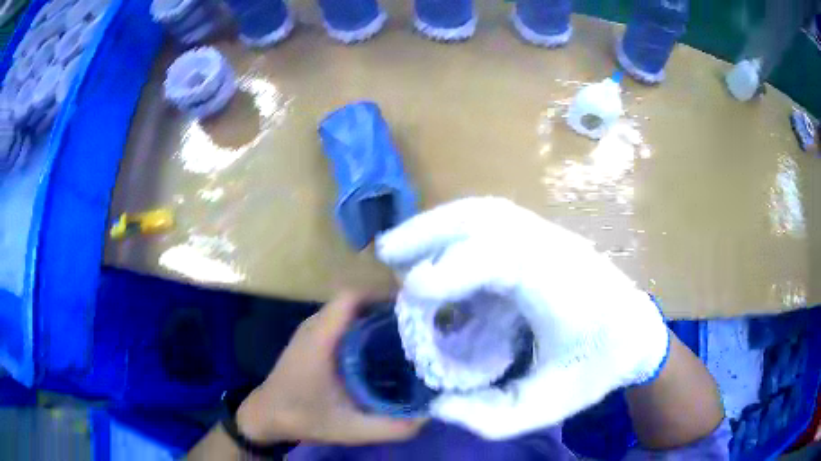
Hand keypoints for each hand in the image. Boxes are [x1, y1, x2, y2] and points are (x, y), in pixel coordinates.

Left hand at [236, 293, 426, 444]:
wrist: (266, 415)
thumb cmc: (304, 417)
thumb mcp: (352, 429)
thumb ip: (391, 427)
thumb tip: (429, 416)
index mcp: (321, 339)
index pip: (351, 297)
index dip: (382, 295)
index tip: (414, 309)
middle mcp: (315, 326)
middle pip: (355, 301)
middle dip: (386, 308)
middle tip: (419, 326)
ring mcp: (311, 330)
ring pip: (348, 310)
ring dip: (375, 317)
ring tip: (406, 335)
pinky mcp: (311, 338)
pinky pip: (341, 321)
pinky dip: (362, 326)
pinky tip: (380, 348)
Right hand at [376, 197, 668, 439]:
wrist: (634, 332)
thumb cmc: (597, 369)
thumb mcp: (548, 408)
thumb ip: (491, 417)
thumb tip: (437, 403)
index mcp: (564, 289)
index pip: (505, 259)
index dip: (453, 269)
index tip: (412, 294)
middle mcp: (556, 249)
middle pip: (488, 218)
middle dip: (429, 230)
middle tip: (386, 253)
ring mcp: (550, 236)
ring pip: (487, 211)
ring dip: (437, 223)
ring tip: (399, 247)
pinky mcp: (543, 237)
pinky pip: (492, 221)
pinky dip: (454, 228)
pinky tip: (435, 248)